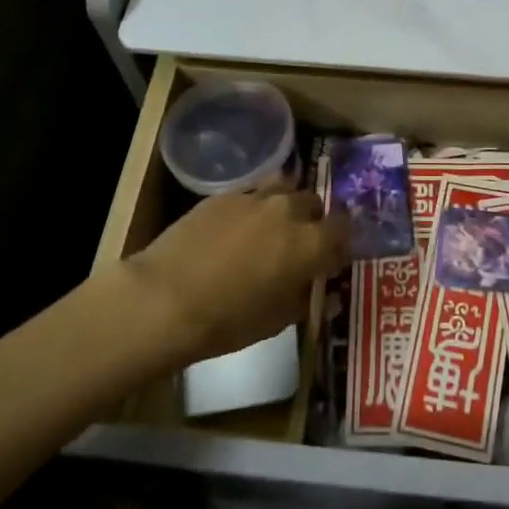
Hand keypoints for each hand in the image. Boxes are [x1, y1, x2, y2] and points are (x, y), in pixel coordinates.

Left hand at [120, 177, 348, 365]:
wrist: (166, 298)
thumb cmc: (228, 320)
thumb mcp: (277, 321)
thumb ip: (306, 301)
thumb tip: (326, 297)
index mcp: (311, 243)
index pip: (343, 228)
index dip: (339, 242)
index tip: (330, 257)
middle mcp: (289, 211)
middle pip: (314, 203)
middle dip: (313, 220)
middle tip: (299, 244)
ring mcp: (255, 198)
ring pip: (284, 187)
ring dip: (286, 203)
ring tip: (272, 224)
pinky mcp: (223, 195)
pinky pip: (251, 192)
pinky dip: (254, 205)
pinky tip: (238, 226)